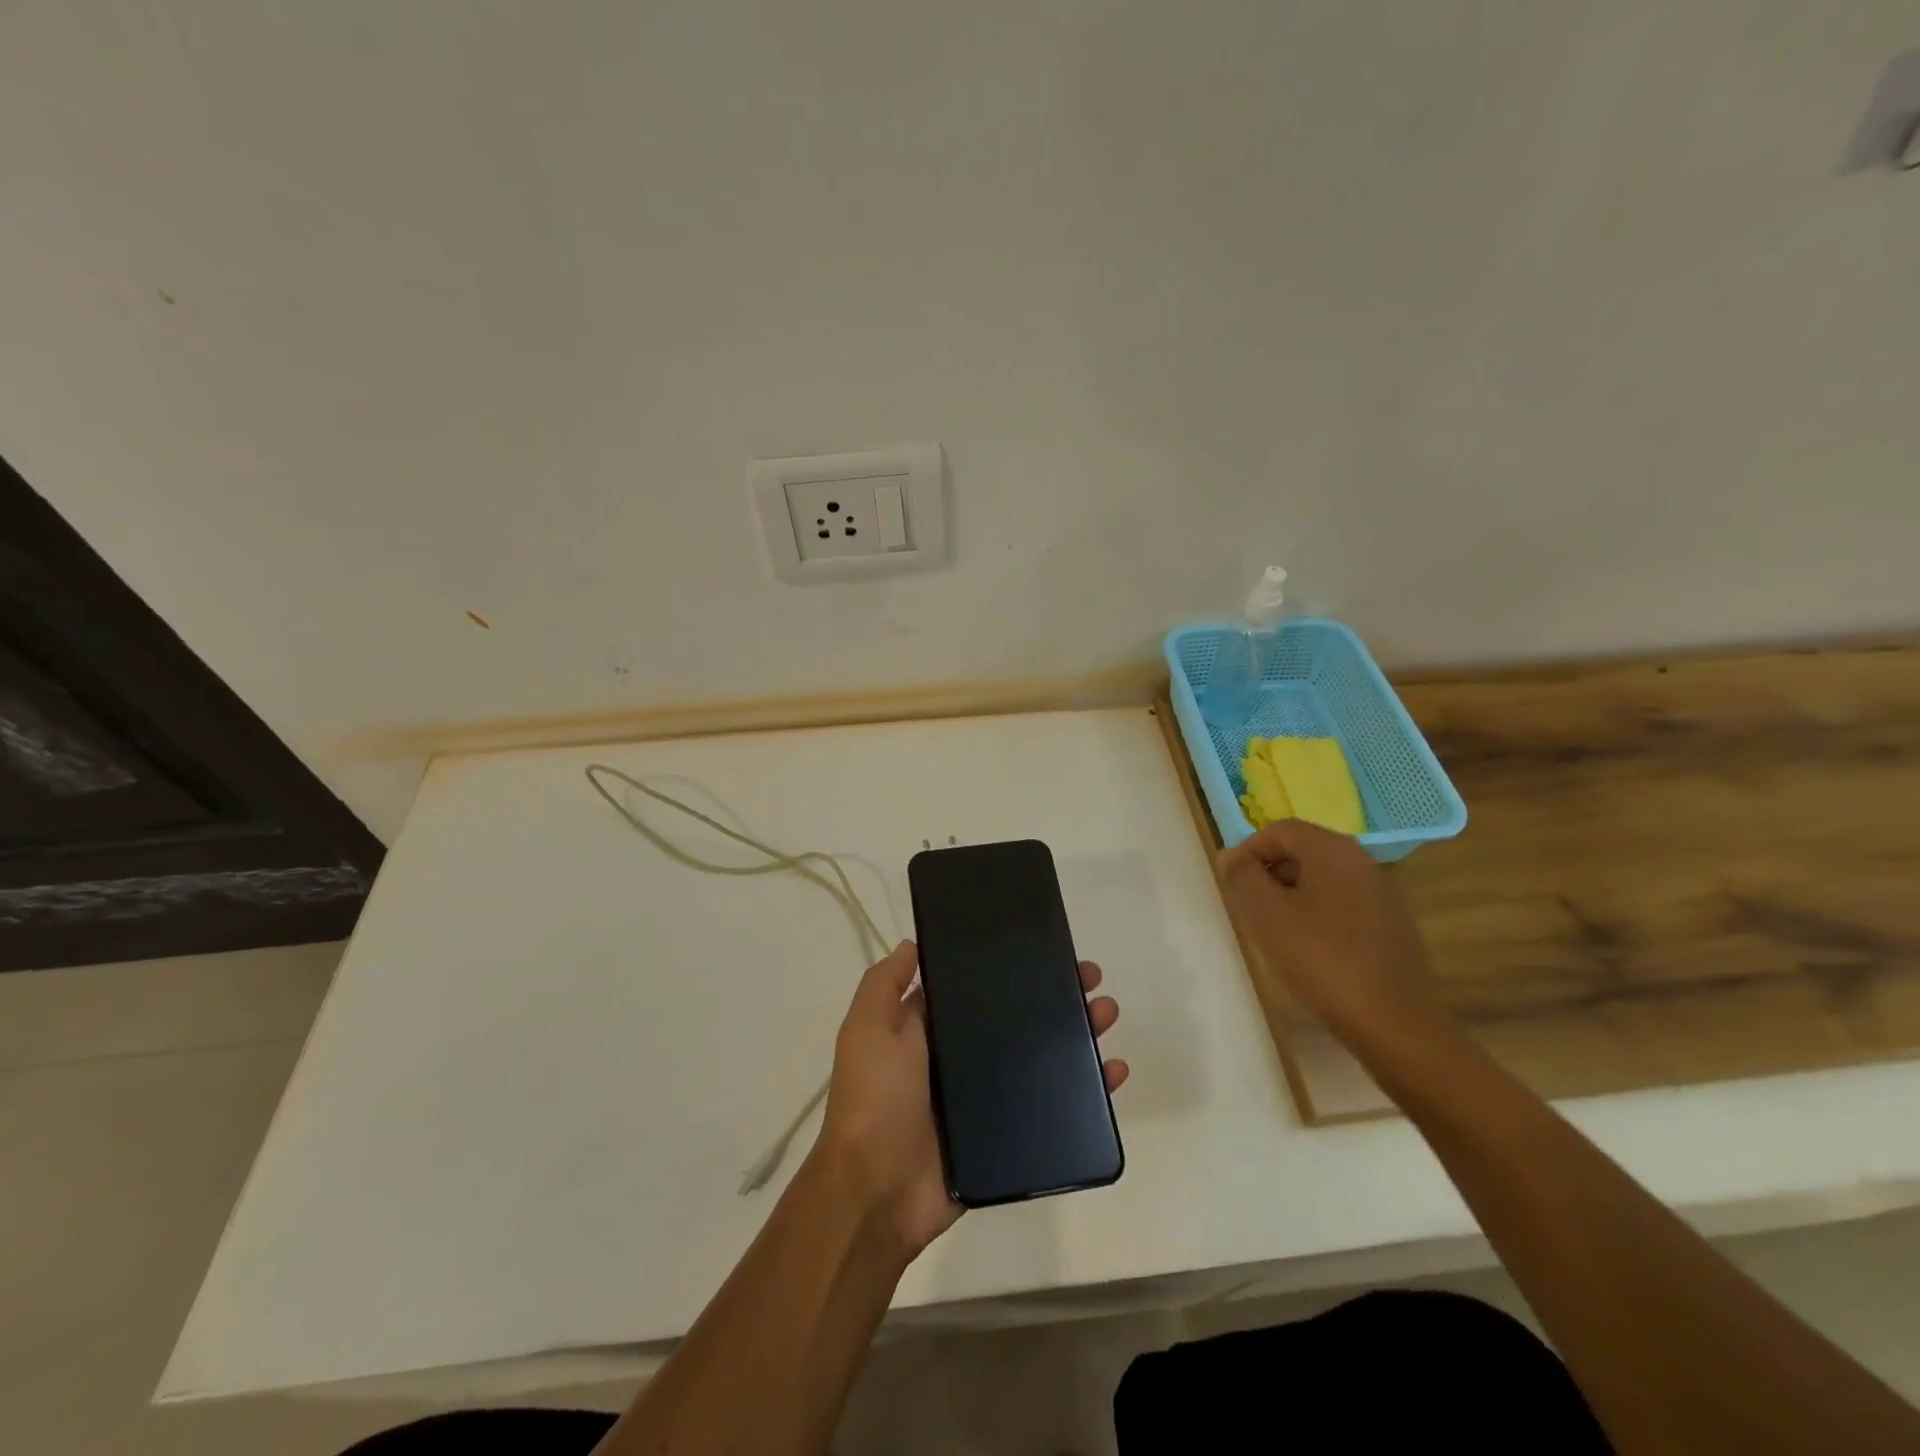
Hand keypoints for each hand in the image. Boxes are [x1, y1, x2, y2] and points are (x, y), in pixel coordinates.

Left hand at [815, 940, 1127, 1259]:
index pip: (977, 989)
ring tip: (1107, 1012)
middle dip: (1054, 997)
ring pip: (1042, 1058)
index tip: (1043, 948)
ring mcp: (987, 1099)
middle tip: (1090, 978)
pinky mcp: (1008, 1136)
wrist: (878, 1191)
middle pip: (1017, 1020)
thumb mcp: (868, 1028)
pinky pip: (1054, 1107)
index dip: (1009, 969)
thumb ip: (885, 984)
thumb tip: (914, 943)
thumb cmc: (875, 1098)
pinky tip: (1114, 1070)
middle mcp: (961, 1059)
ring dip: (1077, 1035)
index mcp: (930, 1031)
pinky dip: (1087, 1091)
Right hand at [1217, 820, 1446, 1053]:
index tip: (1231, 883)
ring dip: (1292, 894)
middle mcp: (1362, 861)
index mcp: (1333, 850)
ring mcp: (1382, 893)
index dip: (1248, 849)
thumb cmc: (1322, 960)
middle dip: (1269, 872)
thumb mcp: (1266, 914)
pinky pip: (1343, 902)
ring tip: (1275, 931)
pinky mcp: (1392, 924)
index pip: (1280, 829)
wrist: (1395, 1024)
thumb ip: (1243, 876)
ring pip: (1323, 878)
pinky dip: (1318, 913)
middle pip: (1303, 850)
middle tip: (1249, 907)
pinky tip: (1310, 949)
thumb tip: (1232, 855)